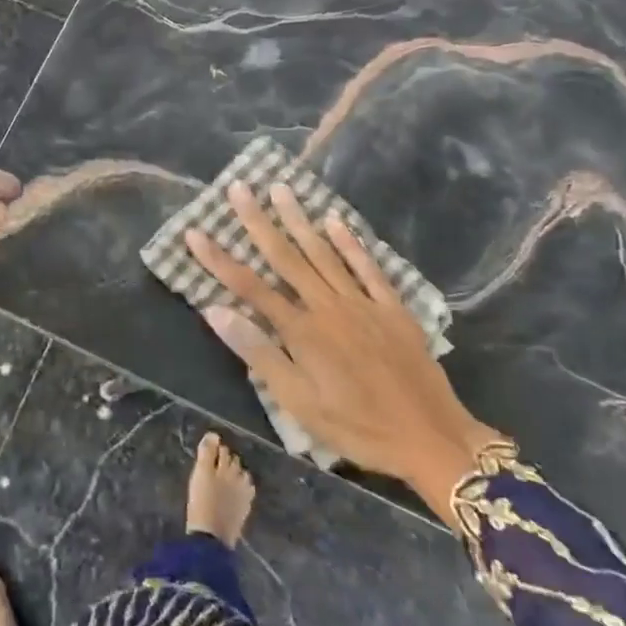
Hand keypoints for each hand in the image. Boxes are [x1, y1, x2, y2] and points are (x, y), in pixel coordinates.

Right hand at [185, 182, 505, 526]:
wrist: (431, 438)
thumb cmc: (357, 427)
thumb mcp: (299, 403)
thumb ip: (258, 353)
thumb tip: (216, 311)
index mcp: (301, 331)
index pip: (249, 287)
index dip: (218, 259)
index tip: (194, 233)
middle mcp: (327, 306)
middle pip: (285, 257)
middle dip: (258, 221)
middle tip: (239, 188)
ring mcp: (362, 302)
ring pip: (323, 252)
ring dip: (299, 219)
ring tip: (281, 188)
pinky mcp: (392, 307)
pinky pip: (368, 267)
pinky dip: (350, 242)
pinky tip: (335, 220)